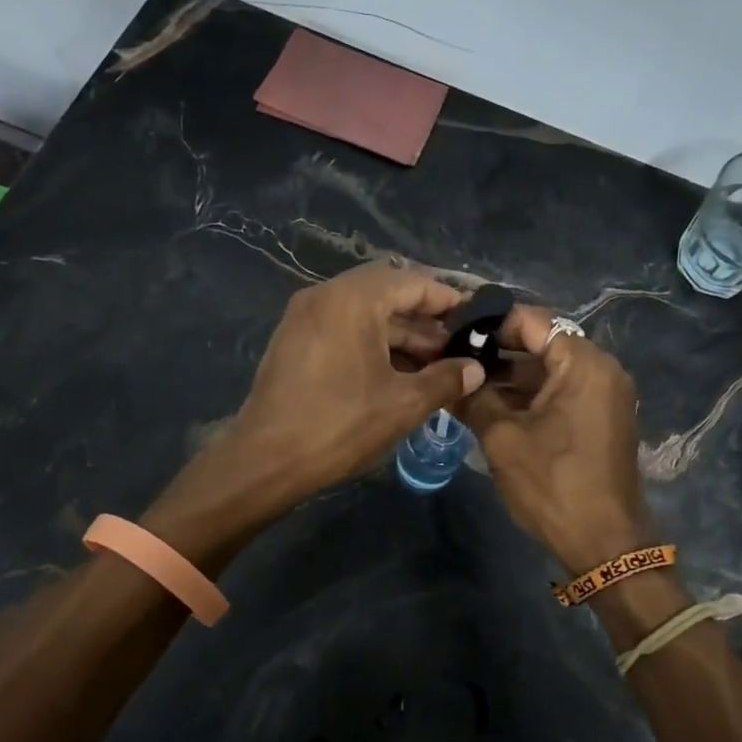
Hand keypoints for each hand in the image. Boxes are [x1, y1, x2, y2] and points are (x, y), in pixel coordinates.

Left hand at [221, 262, 484, 507]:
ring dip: (399, 333)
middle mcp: (324, 295)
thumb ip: (445, 380)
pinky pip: (342, 327)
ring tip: (433, 365)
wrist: (265, 460)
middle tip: (456, 346)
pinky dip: (371, 342)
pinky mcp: (293, 340)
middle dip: (424, 318)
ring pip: (363, 312)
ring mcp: (303, 316)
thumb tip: (475, 369)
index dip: (448, 300)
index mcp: (352, 299)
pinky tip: (396, 372)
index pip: (412, 282)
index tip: (476, 319)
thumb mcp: (403, 404)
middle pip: (386, 292)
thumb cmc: (339, 425)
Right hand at [460, 305, 653, 576]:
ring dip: (509, 376)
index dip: (489, 323)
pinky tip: (489, 405)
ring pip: (548, 369)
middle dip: (496, 350)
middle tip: (451, 357)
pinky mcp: (600, 417)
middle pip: (541, 342)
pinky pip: (560, 391)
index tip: (451, 332)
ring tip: (463, 382)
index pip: (531, 321)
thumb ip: (475, 398)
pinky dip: (528, 395)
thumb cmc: (553, 485)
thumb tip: (450, 374)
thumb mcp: (503, 438)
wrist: (604, 543)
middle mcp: (601, 369)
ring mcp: (604, 394)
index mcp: (583, 364)